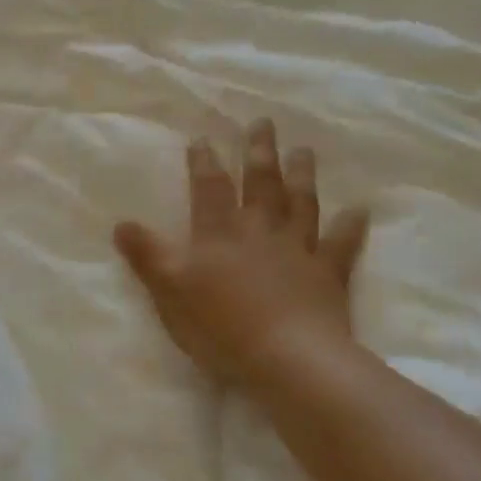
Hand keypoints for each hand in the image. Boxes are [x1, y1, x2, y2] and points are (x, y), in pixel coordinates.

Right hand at [114, 121, 368, 385]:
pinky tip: (359, 210)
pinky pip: (341, 245)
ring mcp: (298, 250)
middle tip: (263, 123)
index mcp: (220, 234)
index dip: (204, 162)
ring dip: (302, 176)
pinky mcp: (328, 274)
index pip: (210, 188)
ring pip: (301, 203)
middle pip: (261, 183)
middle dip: (259, 151)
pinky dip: (351, 227)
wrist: (286, 357)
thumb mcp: (169, 291)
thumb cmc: (221, 325)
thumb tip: (121, 223)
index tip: (203, 139)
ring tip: (304, 150)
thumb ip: (148, 255)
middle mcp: (260, 231)